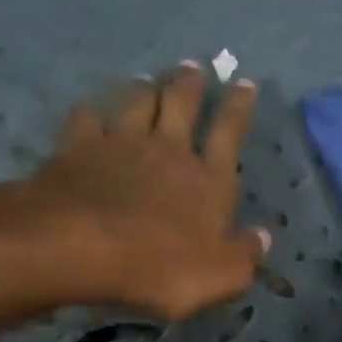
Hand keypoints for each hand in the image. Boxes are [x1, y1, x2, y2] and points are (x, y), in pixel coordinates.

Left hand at [0, 65, 267, 335]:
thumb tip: (263, 237)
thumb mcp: (220, 275)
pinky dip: (91, 110)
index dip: (239, 107)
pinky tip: (91, 108)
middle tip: (193, 66)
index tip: (245, 83)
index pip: (230, 133)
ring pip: (136, 102)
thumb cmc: (160, 267)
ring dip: (145, 88)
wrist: (80, 248)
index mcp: (208, 179)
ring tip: (148, 79)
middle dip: (190, 83)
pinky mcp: (78, 149)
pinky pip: (86, 118)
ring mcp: (120, 144)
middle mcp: (168, 150)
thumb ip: (245, 255)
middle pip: (182, 104)